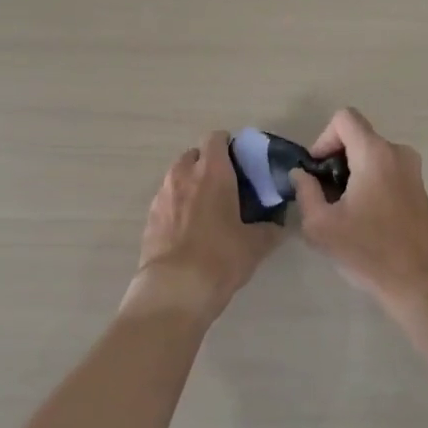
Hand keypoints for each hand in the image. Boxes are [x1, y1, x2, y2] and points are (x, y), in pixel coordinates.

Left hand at [129, 131, 281, 322]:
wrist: (174, 289)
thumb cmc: (220, 257)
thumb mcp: (255, 245)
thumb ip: (269, 229)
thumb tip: (277, 226)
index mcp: (212, 172)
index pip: (216, 138)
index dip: (228, 144)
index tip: (240, 160)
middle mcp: (183, 175)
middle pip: (194, 155)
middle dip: (207, 163)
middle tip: (225, 184)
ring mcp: (162, 195)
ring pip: (177, 177)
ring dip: (190, 184)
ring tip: (206, 207)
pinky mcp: (149, 218)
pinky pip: (166, 201)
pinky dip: (177, 206)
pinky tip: (188, 228)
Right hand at [289, 108, 427, 315]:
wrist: (422, 283)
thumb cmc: (369, 252)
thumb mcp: (322, 226)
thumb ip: (306, 192)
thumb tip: (301, 175)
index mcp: (375, 154)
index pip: (344, 118)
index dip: (323, 139)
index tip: (318, 172)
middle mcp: (398, 153)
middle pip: (357, 137)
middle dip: (335, 160)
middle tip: (325, 196)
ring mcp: (413, 171)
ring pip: (371, 155)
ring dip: (352, 173)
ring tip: (343, 210)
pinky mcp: (419, 189)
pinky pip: (386, 171)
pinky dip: (370, 183)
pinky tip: (364, 219)